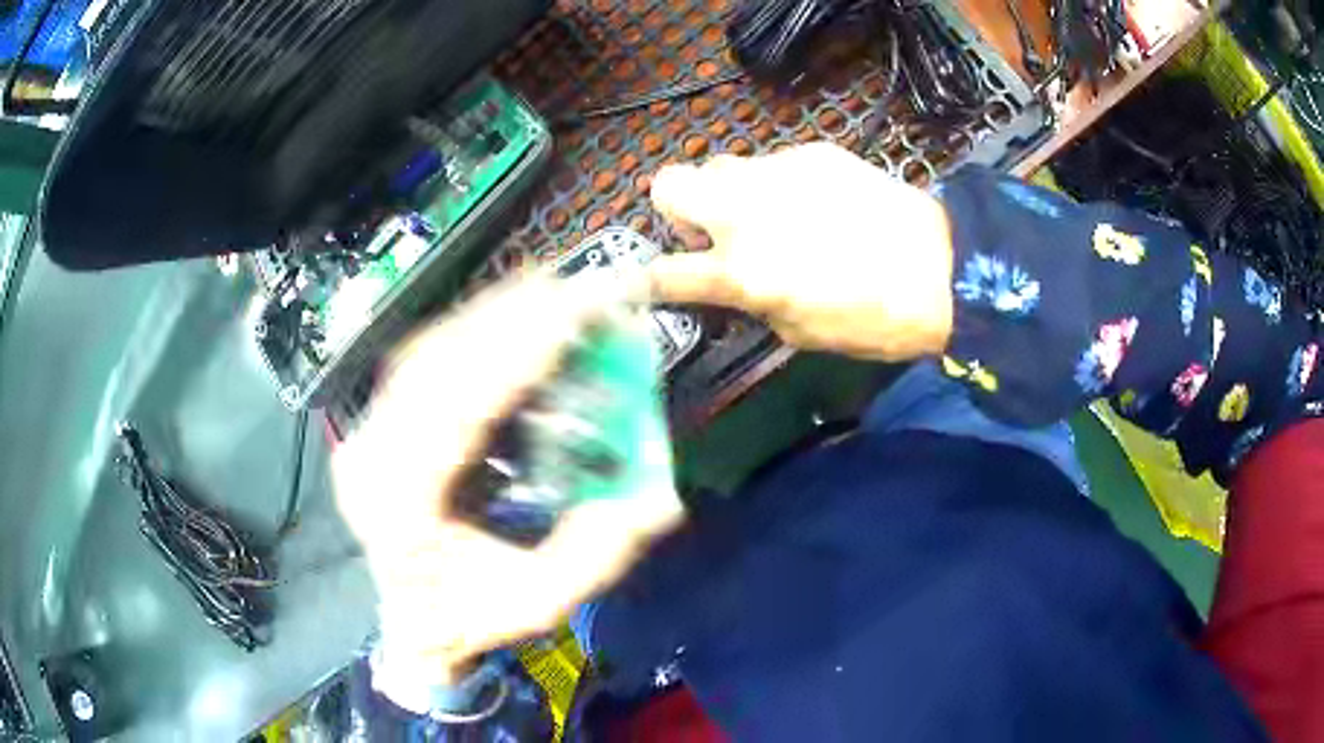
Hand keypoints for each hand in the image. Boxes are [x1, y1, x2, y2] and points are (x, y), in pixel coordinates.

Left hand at [333, 272, 683, 684]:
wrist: (412, 623)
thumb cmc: (469, 617)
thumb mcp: (540, 602)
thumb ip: (597, 554)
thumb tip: (659, 501)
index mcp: (400, 505)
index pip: (460, 405)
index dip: (521, 350)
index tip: (579, 309)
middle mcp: (371, 456)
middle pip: (438, 362)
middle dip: (513, 316)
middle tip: (579, 288)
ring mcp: (367, 435)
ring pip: (427, 351)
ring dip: (492, 315)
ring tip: (554, 292)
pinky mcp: (378, 425)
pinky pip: (423, 362)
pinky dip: (470, 332)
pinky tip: (510, 317)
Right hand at [649, 142, 954, 360]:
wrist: (943, 269)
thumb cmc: (873, 320)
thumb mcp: (800, 332)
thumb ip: (754, 301)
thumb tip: (737, 284)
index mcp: (742, 272)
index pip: (666, 273)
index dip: (646, 281)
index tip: (641, 282)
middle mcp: (746, 212)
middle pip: (669, 183)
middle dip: (679, 208)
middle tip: (715, 232)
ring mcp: (778, 172)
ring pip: (724, 165)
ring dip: (733, 192)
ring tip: (776, 214)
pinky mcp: (814, 152)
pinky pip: (777, 164)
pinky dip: (783, 183)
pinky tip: (822, 203)